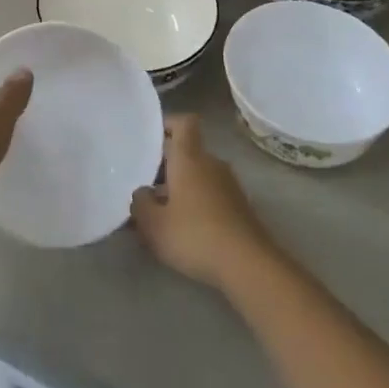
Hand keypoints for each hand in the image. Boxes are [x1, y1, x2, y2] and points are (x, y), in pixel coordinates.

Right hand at [130, 115, 277, 292]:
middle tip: (142, 185)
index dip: (168, 123)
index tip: (150, 137)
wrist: (248, 265)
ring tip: (157, 213)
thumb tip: (142, 192)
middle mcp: (211, 164)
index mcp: (190, 158)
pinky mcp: (239, 208)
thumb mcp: (153, 224)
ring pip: (198, 176)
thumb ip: (140, 203)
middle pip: (187, 152)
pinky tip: (182, 231)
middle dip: (165, 166)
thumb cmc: (195, 235)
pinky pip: (210, 195)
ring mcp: (229, 185)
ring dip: (178, 188)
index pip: (184, 122)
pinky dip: (195, 205)